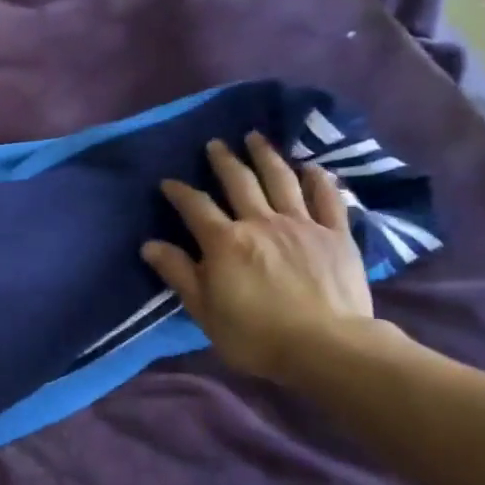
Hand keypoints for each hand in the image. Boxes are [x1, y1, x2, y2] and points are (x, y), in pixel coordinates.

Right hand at [142, 132, 373, 382]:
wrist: (327, 347)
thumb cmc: (256, 335)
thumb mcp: (204, 310)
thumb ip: (179, 273)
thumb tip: (150, 245)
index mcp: (224, 241)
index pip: (195, 206)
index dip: (179, 192)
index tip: (169, 182)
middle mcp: (260, 222)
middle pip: (239, 182)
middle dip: (224, 161)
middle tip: (215, 144)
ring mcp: (301, 224)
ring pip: (280, 180)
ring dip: (266, 156)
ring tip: (256, 138)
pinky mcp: (335, 235)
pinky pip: (327, 198)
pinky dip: (318, 180)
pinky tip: (311, 167)